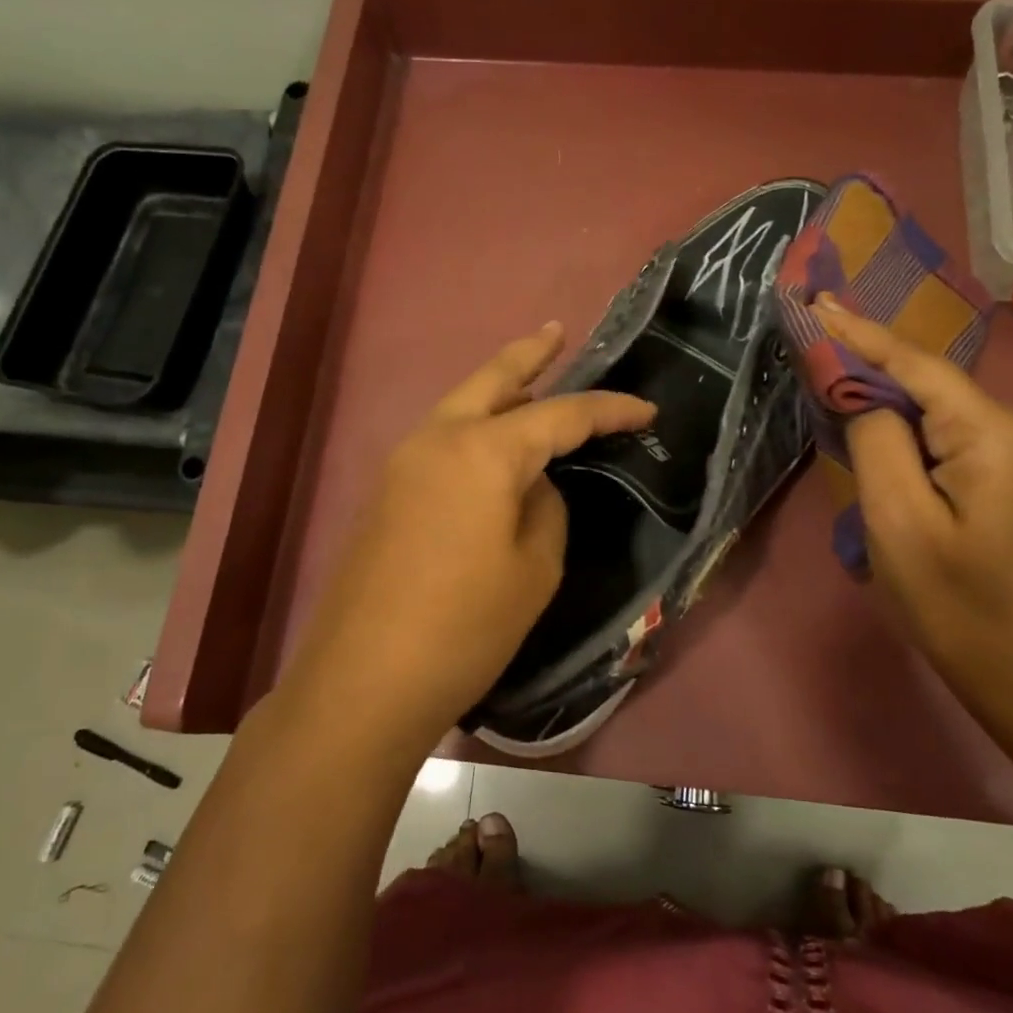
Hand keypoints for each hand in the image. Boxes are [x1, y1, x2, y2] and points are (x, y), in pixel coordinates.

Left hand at [276, 323, 655, 754]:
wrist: (365, 679)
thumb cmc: (466, 627)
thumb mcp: (535, 568)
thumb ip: (545, 507)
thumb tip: (532, 485)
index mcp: (483, 450)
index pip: (561, 415)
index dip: (609, 410)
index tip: (646, 411)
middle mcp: (437, 438)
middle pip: (492, 379)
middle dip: (530, 355)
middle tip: (558, 333)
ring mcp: (403, 462)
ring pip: (460, 406)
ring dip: (498, 391)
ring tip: (533, 384)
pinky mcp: (387, 492)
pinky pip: (442, 440)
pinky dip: (475, 427)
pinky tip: (494, 446)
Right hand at [814, 298, 1012, 691]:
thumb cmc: (949, 598)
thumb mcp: (897, 519)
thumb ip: (877, 441)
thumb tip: (865, 398)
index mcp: (993, 435)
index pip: (918, 367)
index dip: (864, 334)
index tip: (818, 304)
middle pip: (929, 379)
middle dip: (870, 355)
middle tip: (816, 326)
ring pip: (935, 405)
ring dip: (883, 388)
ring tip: (832, 361)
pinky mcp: (1003, 473)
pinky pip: (943, 431)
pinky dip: (902, 419)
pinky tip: (869, 413)